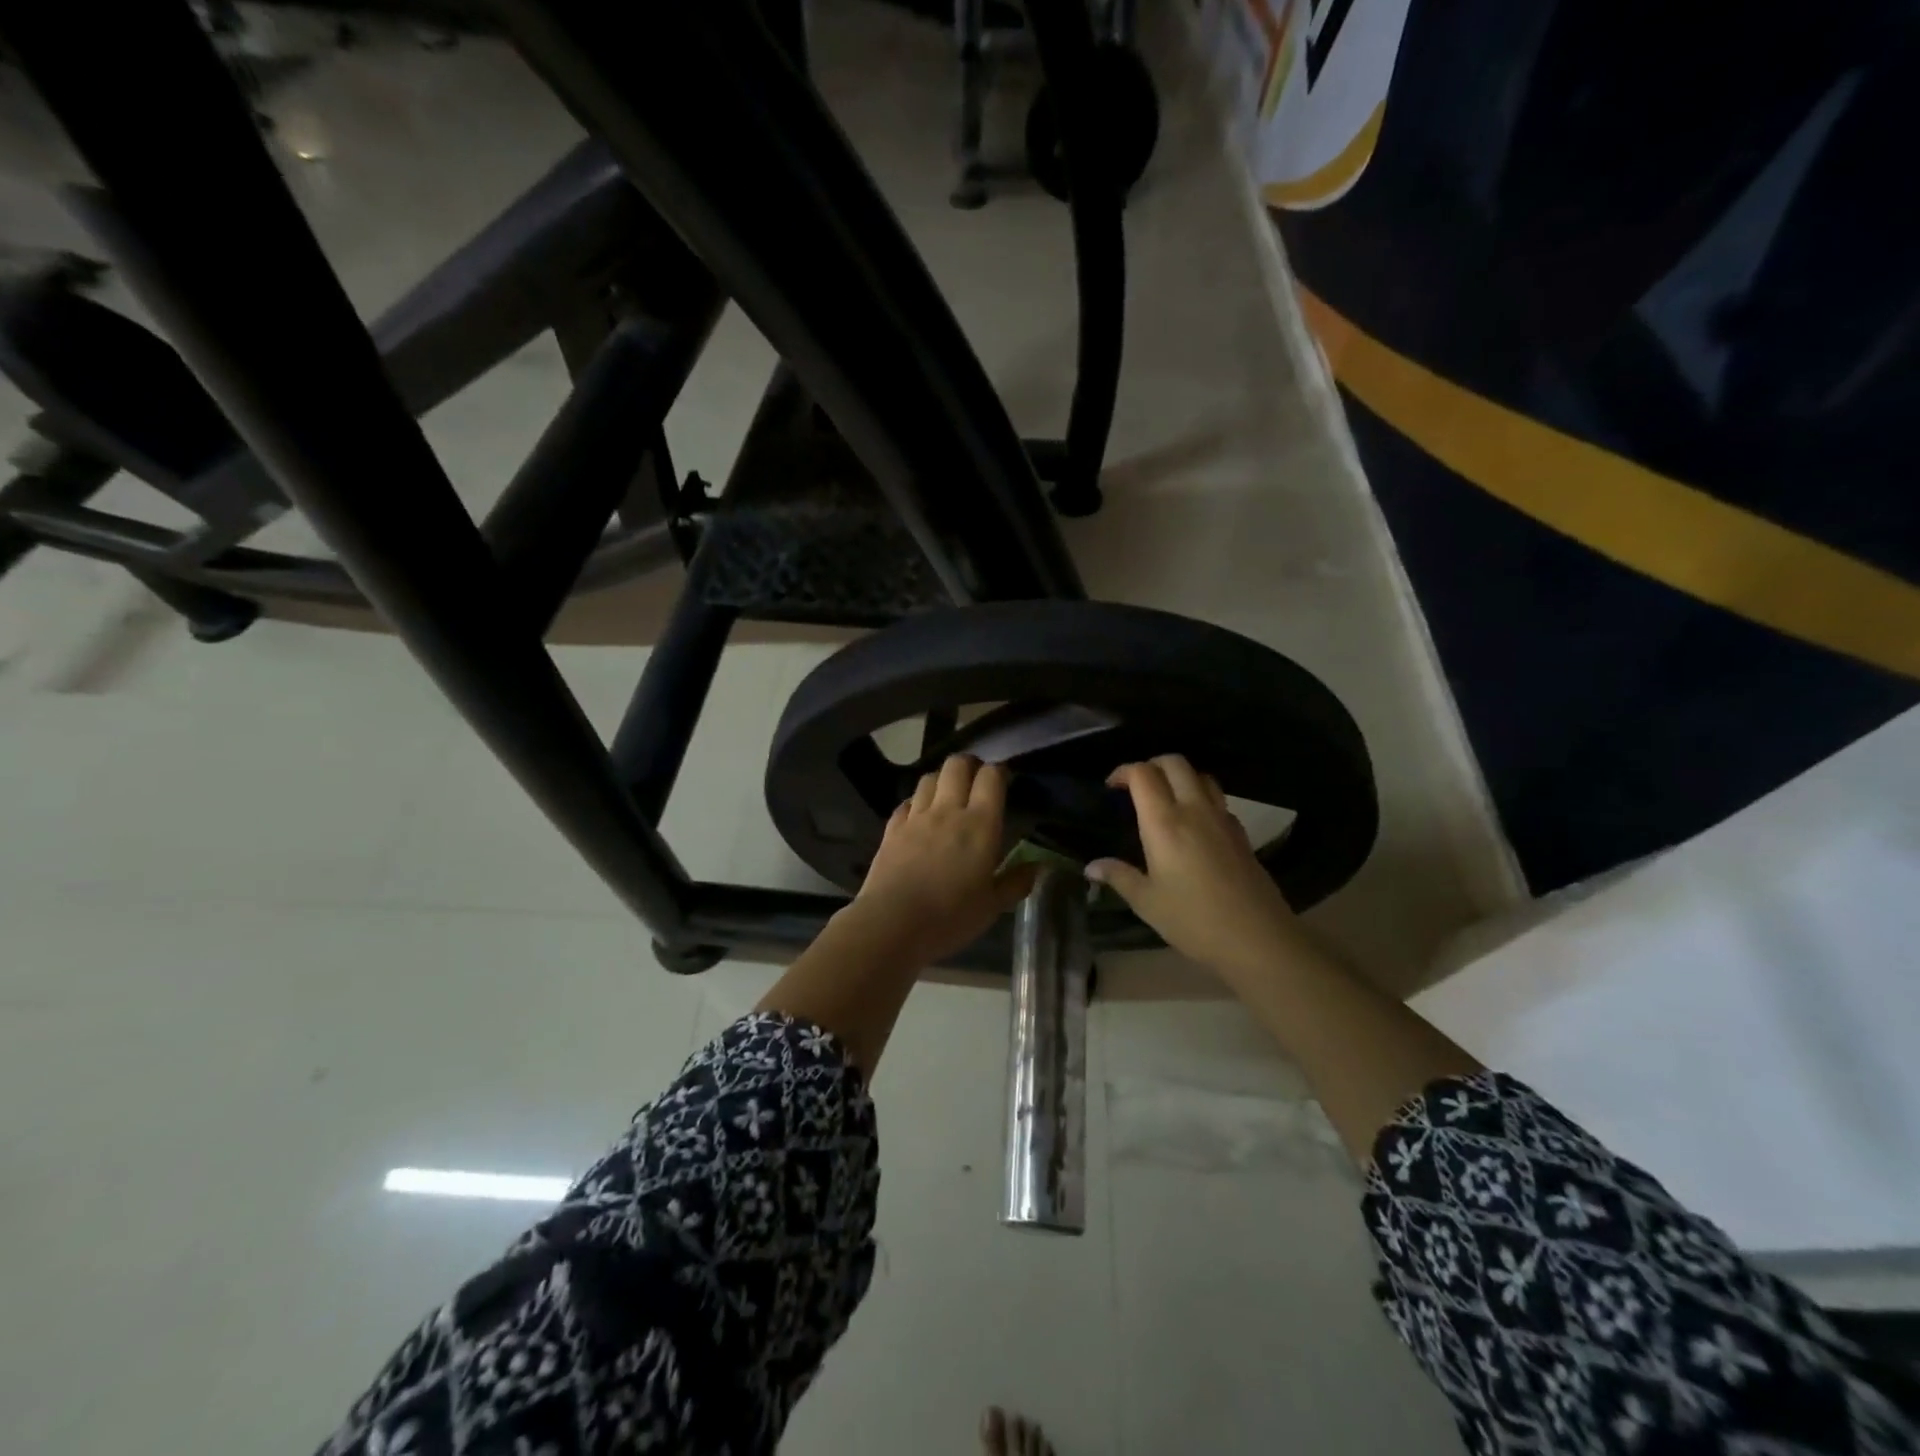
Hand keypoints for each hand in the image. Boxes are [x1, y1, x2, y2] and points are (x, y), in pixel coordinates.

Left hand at [845, 755, 1037, 966]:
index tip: (1005, 782)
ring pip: (929, 778)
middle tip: (977, 781)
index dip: (1000, 772)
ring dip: (941, 779)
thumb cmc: (950, 917)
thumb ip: (1016, 882)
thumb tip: (1038, 866)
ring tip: (948, 794)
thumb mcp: (992, 906)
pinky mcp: (892, 829)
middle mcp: (948, 810)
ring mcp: (916, 817)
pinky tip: (920, 815)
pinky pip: (906, 802)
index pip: (991, 777)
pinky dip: (916, 802)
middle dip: (970, 765)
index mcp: (980, 824)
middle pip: (957, 765)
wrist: (891, 924)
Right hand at [1087, 755, 1303, 976]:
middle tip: (1137, 786)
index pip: (1143, 774)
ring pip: (1201, 776)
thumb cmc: (1193, 919)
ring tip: (1166, 798)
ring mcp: (1222, 819)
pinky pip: (1218, 799)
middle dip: (1152, 764)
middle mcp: (1194, 810)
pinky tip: (1195, 823)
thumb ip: (1118, 876)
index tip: (1111, 786)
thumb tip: (1091, 867)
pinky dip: (1202, 797)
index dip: (1124, 771)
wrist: (1257, 938)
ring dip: (1180, 776)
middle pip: (1175, 763)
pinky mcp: (1241, 833)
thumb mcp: (1147, 902)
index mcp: (1164, 822)